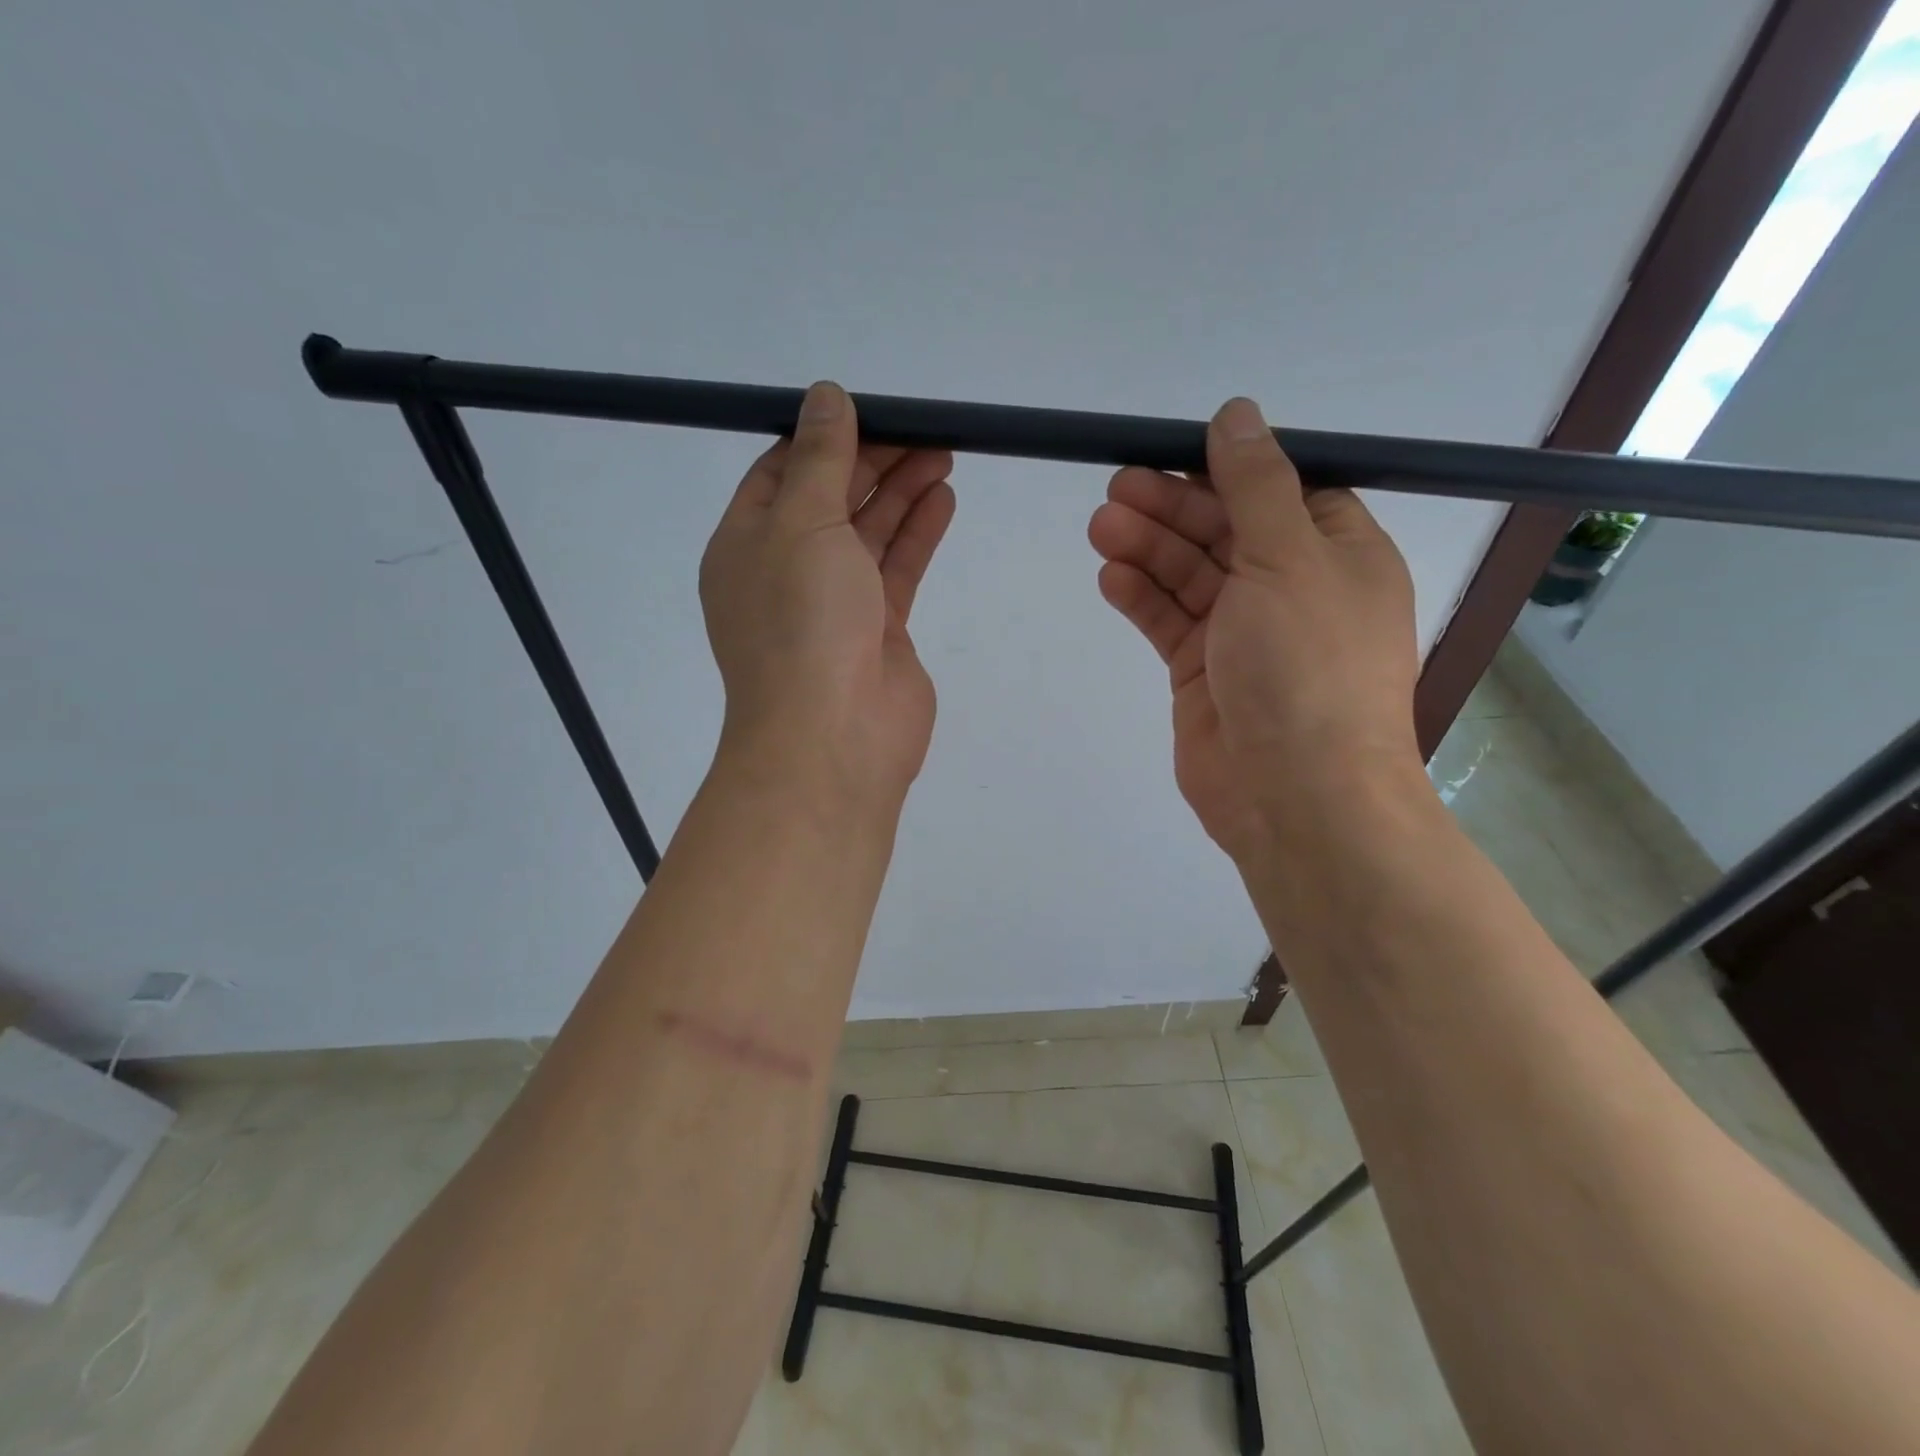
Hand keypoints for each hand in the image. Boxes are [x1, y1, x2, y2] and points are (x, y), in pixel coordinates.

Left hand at [700, 382, 955, 809]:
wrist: (833, 738)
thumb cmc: (802, 623)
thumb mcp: (802, 524)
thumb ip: (820, 460)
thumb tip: (825, 395)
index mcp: (746, 546)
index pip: (779, 475)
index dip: (821, 439)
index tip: (866, 410)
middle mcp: (787, 572)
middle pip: (831, 500)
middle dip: (873, 461)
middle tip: (921, 428)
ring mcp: (835, 605)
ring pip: (869, 534)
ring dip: (901, 492)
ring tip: (943, 452)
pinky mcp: (879, 631)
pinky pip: (896, 570)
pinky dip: (917, 534)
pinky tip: (942, 498)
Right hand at [1089, 397, 1421, 861]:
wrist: (1296, 794)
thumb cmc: (1307, 667)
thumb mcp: (1289, 558)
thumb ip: (1256, 485)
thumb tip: (1237, 413)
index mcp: (1336, 553)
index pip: (1279, 491)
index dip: (1225, 470)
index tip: (1170, 452)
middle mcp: (1292, 589)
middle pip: (1224, 530)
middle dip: (1171, 507)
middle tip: (1115, 489)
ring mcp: (1244, 634)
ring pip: (1190, 575)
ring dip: (1148, 548)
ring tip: (1101, 527)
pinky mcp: (1203, 673)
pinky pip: (1170, 621)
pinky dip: (1141, 597)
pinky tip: (1111, 577)